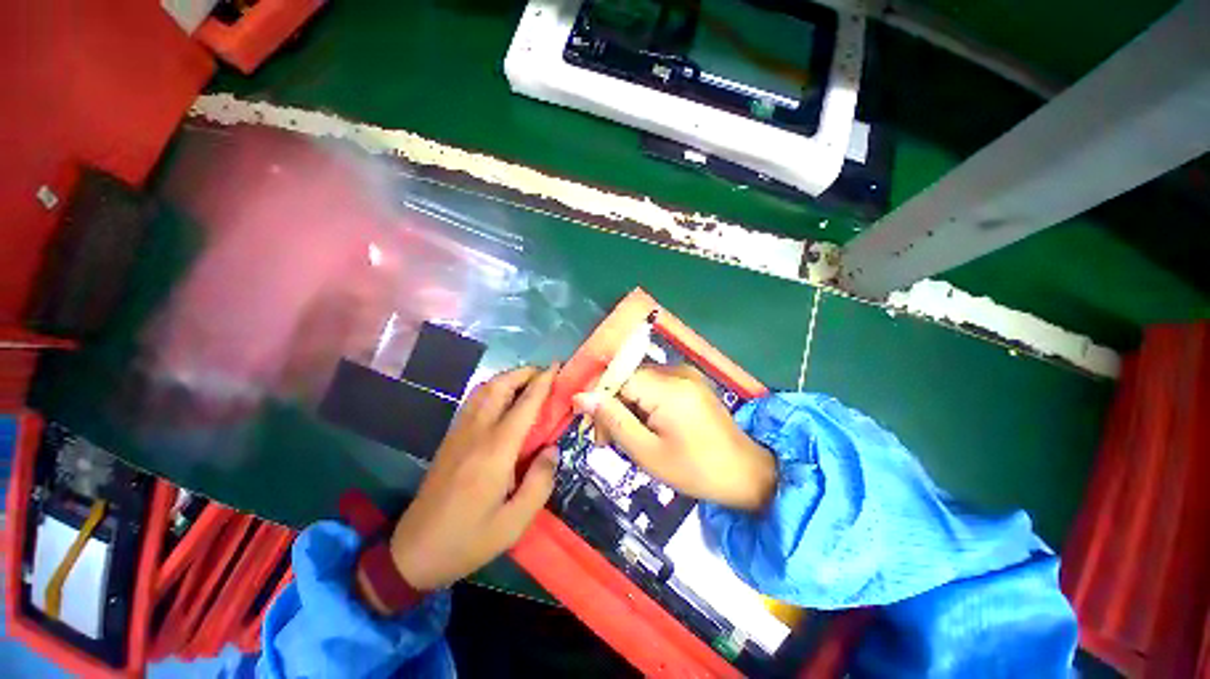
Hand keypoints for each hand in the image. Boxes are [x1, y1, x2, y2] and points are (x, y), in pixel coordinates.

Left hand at [388, 365, 558, 590]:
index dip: (543, 382)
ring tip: (527, 381)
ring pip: (483, 390)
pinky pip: (473, 401)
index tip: (557, 367)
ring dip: (507, 378)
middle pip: (500, 387)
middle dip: (524, 373)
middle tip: (545, 374)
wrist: (412, 553)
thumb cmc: (468, 540)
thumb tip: (553, 449)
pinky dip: (491, 389)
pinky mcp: (449, 439)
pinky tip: (501, 399)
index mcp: (495, 451)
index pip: (524, 405)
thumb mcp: (514, 523)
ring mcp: (459, 433)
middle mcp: (476, 433)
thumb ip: (540, 482)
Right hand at [573, 364, 775, 511]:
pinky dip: (645, 404)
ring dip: (628, 407)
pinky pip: (656, 385)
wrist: (746, 474)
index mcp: (667, 387)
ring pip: (639, 382)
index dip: (600, 402)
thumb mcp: (647, 452)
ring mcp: (686, 374)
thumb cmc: (695, 470)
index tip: (596, 432)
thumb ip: (613, 420)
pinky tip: (648, 427)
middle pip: (627, 379)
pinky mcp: (691, 381)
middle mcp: (676, 371)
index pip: (616, 378)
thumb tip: (581, 397)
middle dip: (614, 407)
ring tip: (631, 438)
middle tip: (611, 442)